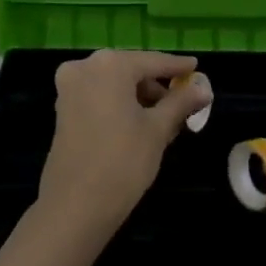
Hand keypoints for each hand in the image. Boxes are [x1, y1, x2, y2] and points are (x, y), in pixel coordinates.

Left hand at [37, 51, 211, 239]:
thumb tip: (203, 89)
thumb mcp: (158, 130)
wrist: (76, 204)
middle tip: (183, 103)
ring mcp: (69, 88)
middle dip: (157, 86)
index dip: (177, 67)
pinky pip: (99, 97)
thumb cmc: (123, 161)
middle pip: (131, 70)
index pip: (153, 61)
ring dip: (139, 97)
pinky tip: (140, 124)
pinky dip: (120, 105)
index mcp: (109, 65)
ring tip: (165, 120)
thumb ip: (180, 103)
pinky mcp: (63, 110)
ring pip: (114, 85)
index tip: (196, 67)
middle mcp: (84, 67)